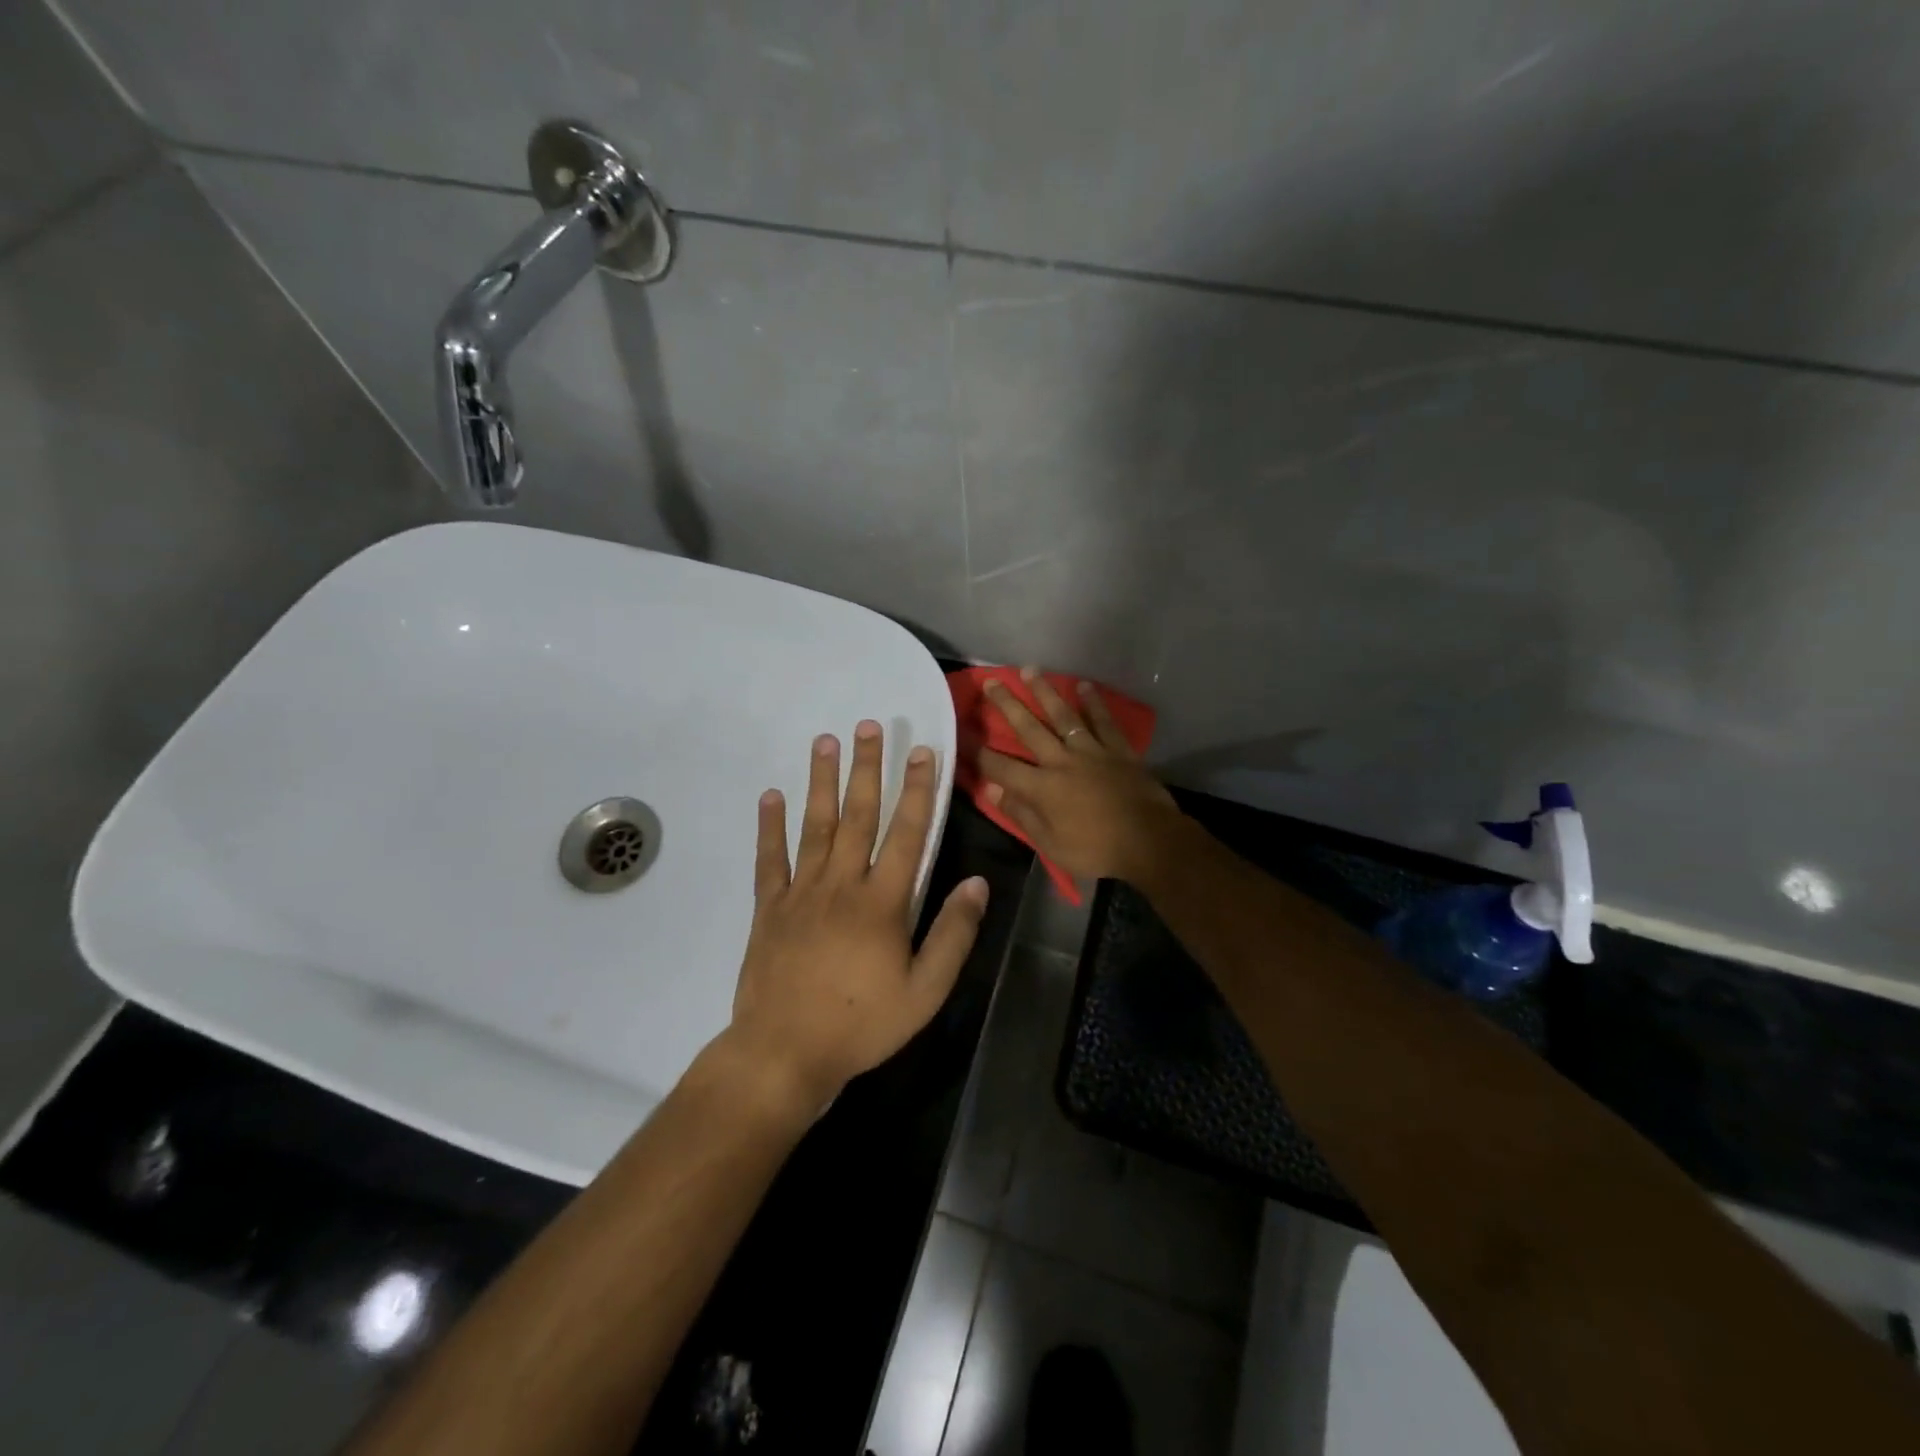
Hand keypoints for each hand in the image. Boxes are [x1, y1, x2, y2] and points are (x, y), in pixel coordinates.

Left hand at [722, 720, 987, 1113]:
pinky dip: (769, 826)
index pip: (907, 833)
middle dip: (867, 768)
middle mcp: (842, 884)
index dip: (918, 790)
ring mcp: (801, 893)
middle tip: (868, 725)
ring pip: (814, 826)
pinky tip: (770, 795)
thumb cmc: (862, 1024)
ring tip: (824, 741)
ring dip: (821, 782)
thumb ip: (953, 934)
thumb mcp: (925, 991)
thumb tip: (978, 883)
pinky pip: (770, 859)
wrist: (785, 1052)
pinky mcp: (769, 908)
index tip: (923, 751)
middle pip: (858, 816)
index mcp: (882, 902)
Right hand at [976, 669, 1185, 885]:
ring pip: (1063, 716)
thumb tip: (992, 790)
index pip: (1001, 766)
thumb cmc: (1096, 850)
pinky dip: (1093, 703)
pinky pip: (1103, 722)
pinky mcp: (1118, 751)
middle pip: (1029, 728)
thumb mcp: (1050, 844)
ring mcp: (1092, 752)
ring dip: (1045, 692)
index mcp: (1042, 788)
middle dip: (1007, 705)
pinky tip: (1083, 686)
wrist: (1150, 842)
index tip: (962, 734)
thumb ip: (1021, 815)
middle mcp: (1062, 761)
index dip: (979, 752)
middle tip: (992, 682)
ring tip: (1030, 670)